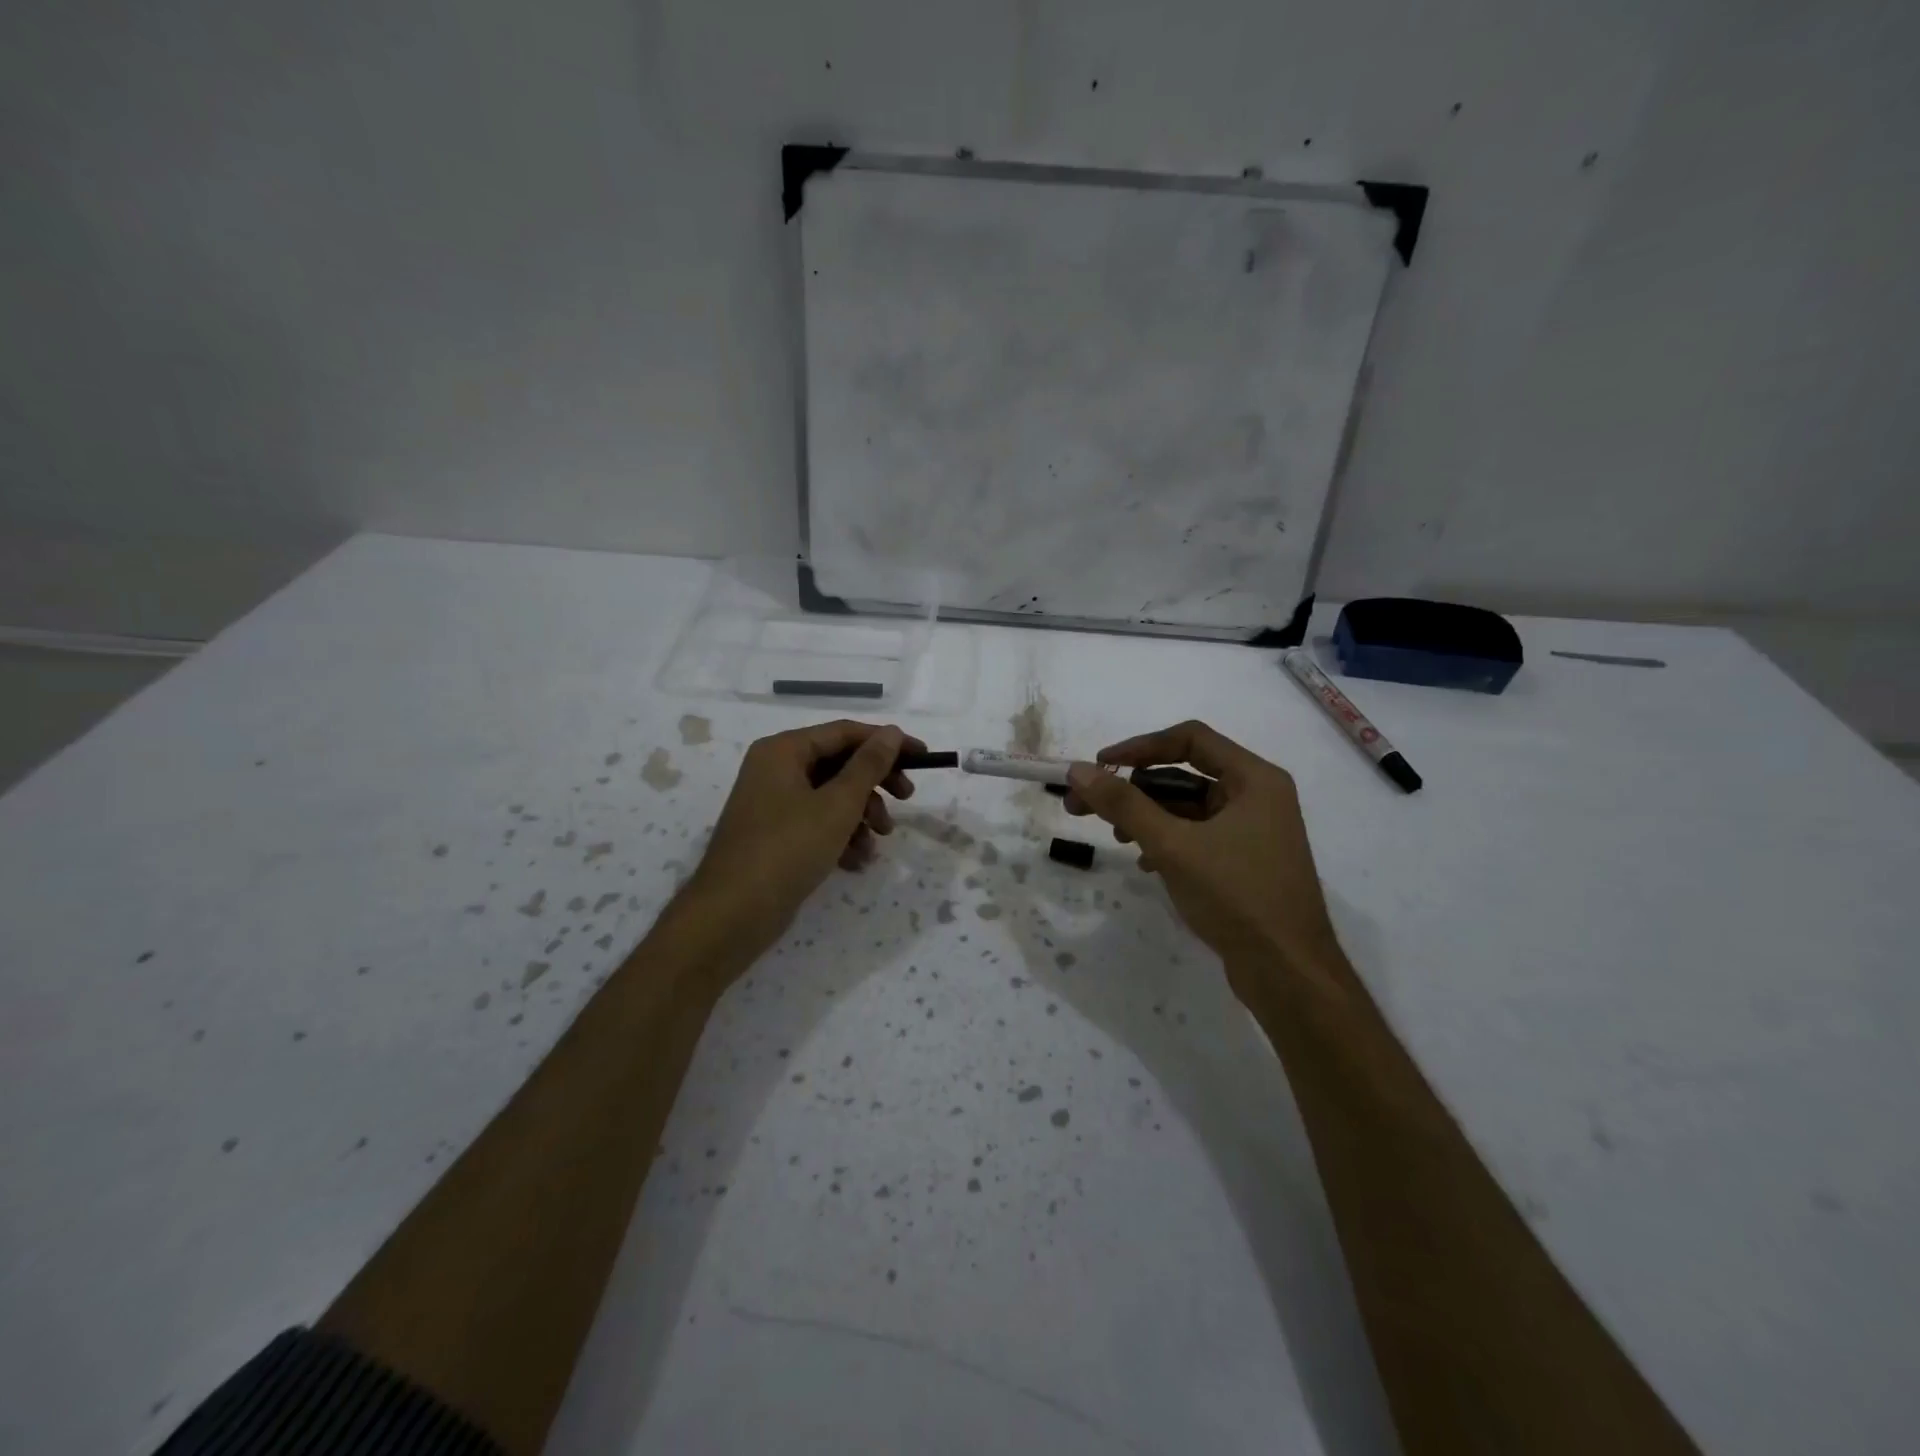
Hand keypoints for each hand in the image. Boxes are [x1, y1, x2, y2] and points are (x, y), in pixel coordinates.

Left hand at [678, 720, 919, 963]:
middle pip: (839, 764)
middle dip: (875, 784)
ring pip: (831, 796)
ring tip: (879, 841)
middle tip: (907, 799)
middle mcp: (775, 769)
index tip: (923, 757)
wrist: (733, 914)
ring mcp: (773, 804)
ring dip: (861, 815)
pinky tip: (858, 861)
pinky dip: (841, 836)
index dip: (887, 742)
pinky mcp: (775, 835)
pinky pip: (817, 823)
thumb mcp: (837, 804)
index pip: (845, 733)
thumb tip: (891, 732)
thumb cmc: (788, 848)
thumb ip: (868, 766)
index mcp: (784, 750)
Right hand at [1064, 720, 1339, 994]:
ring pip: (1189, 808)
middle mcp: (1258, 797)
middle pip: (1185, 774)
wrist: (1289, 974)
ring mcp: (1255, 832)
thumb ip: (1124, 805)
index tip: (1099, 766)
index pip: (1190, 739)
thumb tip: (1078, 771)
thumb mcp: (1172, 846)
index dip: (1139, 747)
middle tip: (1084, 805)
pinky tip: (1146, 864)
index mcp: (1254, 779)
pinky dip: (1168, 842)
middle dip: (1134, 789)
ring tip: (1114, 838)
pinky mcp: (1247, 863)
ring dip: (1148, 817)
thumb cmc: (1237, 897)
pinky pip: (1199, 836)